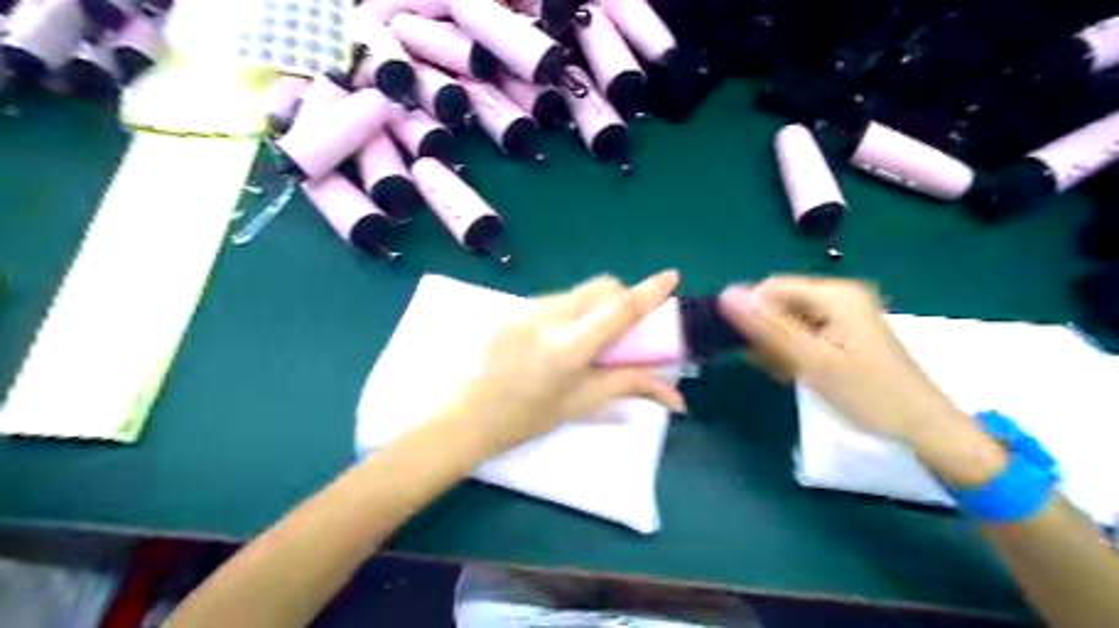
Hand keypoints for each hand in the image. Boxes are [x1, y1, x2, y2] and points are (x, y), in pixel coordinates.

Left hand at [444, 270, 682, 456]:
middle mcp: (546, 318)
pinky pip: (554, 301)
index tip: (671, 276)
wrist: (466, 416)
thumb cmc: (527, 418)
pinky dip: (570, 313)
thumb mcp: (581, 403)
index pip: (617, 310)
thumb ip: (630, 386)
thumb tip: (676, 398)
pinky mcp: (511, 308)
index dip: (648, 292)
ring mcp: (525, 308)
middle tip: (626, 327)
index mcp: (566, 348)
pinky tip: (557, 340)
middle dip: (621, 298)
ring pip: (577, 293)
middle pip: (600, 288)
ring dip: (595, 307)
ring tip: (587, 339)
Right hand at [722, 275, 1010, 485]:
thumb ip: (768, 327)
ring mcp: (844, 315)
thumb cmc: (869, 395)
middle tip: (771, 365)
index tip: (748, 347)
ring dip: (778, 346)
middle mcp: (839, 296)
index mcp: (835, 294)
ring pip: (790, 321)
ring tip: (787, 374)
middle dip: (766, 332)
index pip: (771, 287)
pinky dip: (794, 353)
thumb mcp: (812, 361)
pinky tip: (798, 374)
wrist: (925, 431)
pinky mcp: (845, 334)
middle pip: (781, 303)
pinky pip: (805, 334)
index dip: (752, 313)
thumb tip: (725, 295)